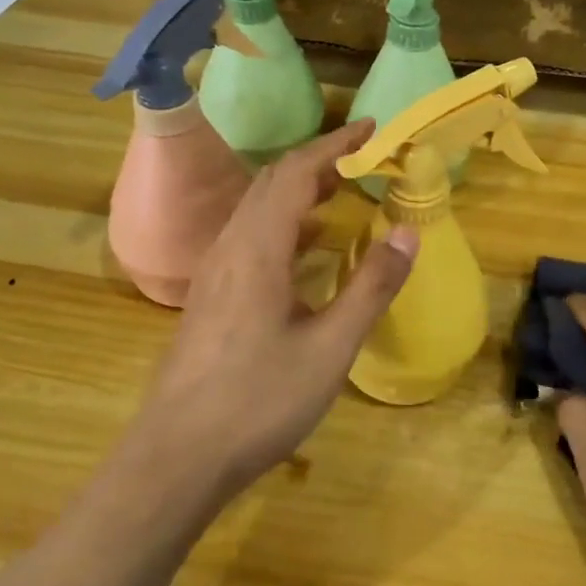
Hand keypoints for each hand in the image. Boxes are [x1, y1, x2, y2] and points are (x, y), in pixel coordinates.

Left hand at [127, 120, 418, 502]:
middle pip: (273, 182)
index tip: (373, 128)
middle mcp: (231, 247)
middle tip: (365, 158)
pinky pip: (251, 236)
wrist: (177, 458)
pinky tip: (306, 246)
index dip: (336, 145)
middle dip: (320, 161)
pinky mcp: (212, 296)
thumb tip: (408, 232)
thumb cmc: (258, 401)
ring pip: (259, 209)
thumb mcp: (330, 348)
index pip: (297, 172)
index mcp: (258, 248)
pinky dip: (285, 222)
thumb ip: (370, 286)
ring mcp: (216, 272)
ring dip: (300, 190)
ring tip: (342, 191)